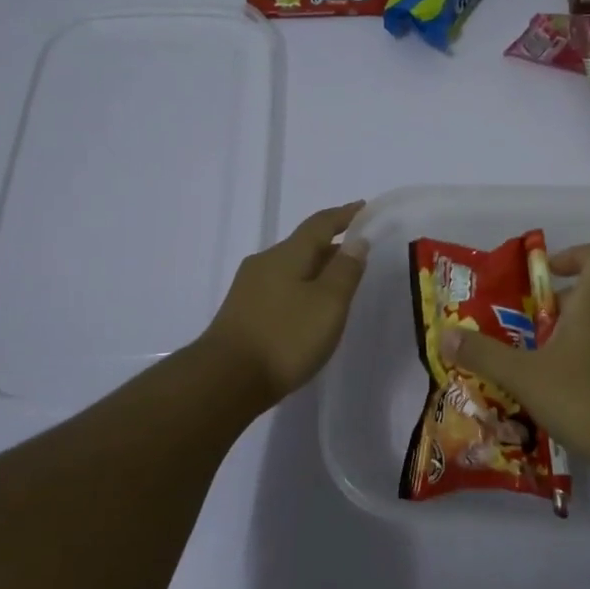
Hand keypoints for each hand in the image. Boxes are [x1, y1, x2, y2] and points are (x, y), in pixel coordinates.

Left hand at [197, 202, 369, 405]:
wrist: (225, 380)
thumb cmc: (285, 337)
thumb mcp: (328, 304)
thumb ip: (345, 271)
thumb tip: (357, 241)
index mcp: (287, 254)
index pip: (320, 224)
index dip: (344, 215)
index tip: (363, 208)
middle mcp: (265, 263)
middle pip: (303, 245)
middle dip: (331, 246)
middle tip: (358, 254)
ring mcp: (249, 288)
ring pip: (291, 268)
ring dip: (316, 270)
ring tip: (337, 285)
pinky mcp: (242, 313)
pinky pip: (280, 289)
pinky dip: (301, 289)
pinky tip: (308, 310)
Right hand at [441, 243, 589, 473]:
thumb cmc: (581, 395)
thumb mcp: (523, 375)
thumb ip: (483, 354)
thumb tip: (445, 335)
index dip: (576, 255)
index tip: (547, 274)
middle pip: (586, 294)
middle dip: (549, 307)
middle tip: (517, 329)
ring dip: (560, 337)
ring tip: (526, 363)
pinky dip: (574, 362)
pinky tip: (550, 391)